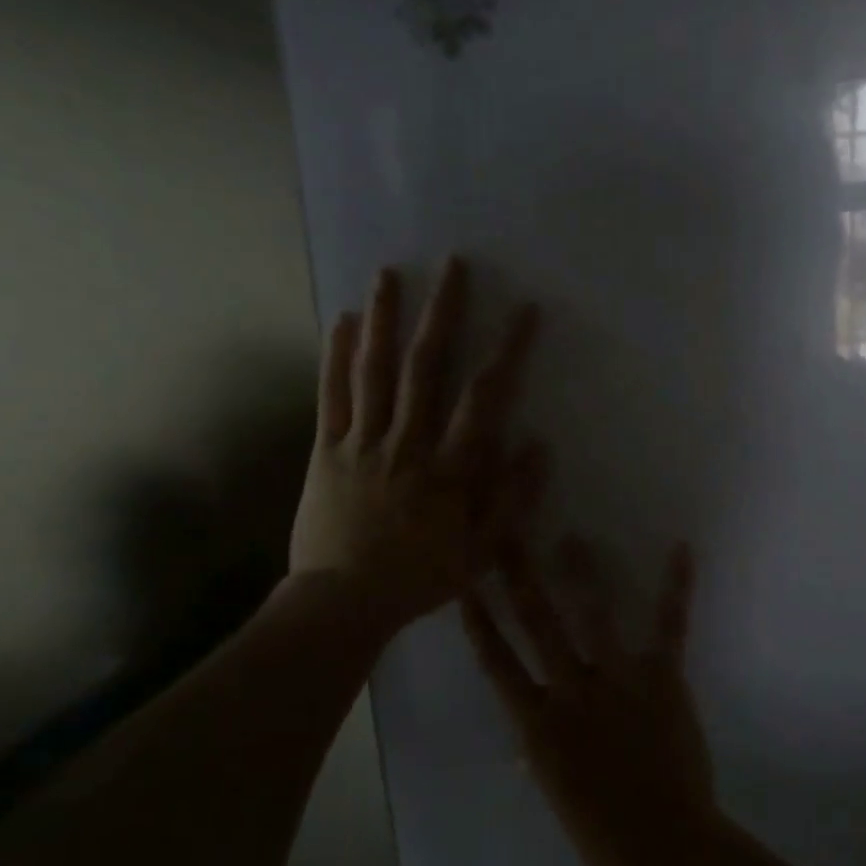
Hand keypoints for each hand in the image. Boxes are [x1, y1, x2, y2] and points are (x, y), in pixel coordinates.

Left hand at [290, 259, 547, 632]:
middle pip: (426, 367)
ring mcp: (363, 442)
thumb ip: (512, 499)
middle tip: (453, 264)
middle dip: (443, 313)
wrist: (344, 601)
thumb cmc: (420, 577)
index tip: (525, 311)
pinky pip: (332, 396)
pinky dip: (337, 357)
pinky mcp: (327, 449)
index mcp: (450, 468)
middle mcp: (407, 443)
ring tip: (390, 273)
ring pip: (375, 371)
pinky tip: (343, 321)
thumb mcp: (483, 551)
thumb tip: (538, 446)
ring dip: (386, 319)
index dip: (508, 351)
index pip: (484, 397)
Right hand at [461, 536, 719, 865]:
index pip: (498, 665)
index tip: (466, 588)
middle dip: (519, 579)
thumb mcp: (558, 794)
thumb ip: (542, 756)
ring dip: (583, 573)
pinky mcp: (662, 680)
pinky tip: (680, 551)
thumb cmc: (603, 833)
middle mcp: (571, 692)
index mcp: (539, 725)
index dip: (480, 625)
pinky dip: (675, 588)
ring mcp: (617, 682)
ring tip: (573, 537)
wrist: (665, 846)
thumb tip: (526, 742)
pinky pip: (668, 627)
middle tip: (506, 538)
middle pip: (538, 626)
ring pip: (594, 617)